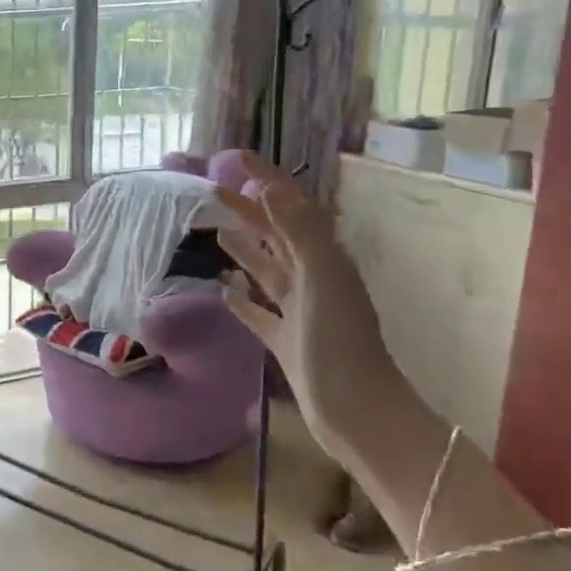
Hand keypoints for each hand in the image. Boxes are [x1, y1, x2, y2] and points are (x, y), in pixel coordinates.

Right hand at [213, 154, 405, 463]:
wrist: (357, 413)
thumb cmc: (339, 344)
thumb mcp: (322, 279)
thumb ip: (298, 231)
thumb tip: (271, 187)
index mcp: (324, 260)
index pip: (292, 208)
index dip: (267, 180)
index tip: (237, 157)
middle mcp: (313, 280)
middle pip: (276, 236)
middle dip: (248, 212)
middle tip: (213, 191)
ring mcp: (300, 312)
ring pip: (266, 270)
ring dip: (245, 250)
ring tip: (217, 232)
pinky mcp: (287, 340)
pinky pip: (259, 312)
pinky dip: (242, 299)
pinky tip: (224, 289)